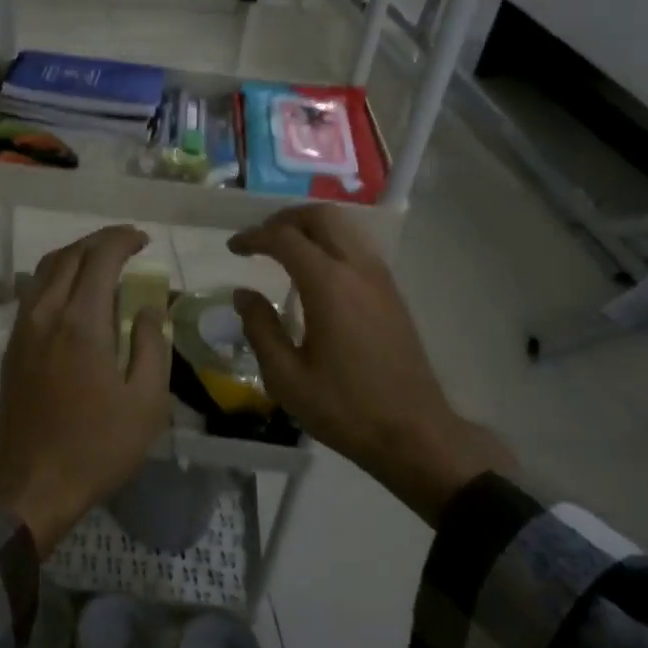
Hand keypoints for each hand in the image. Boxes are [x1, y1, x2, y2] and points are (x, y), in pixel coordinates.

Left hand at [0, 225, 171, 553]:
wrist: (32, 484)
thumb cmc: (97, 447)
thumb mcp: (146, 402)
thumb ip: (150, 345)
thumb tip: (146, 308)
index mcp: (81, 323)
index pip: (100, 258)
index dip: (122, 240)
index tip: (144, 240)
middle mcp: (46, 314)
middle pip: (69, 255)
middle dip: (100, 241)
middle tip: (127, 244)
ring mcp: (23, 329)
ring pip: (45, 270)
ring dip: (75, 255)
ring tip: (102, 262)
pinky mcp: (12, 347)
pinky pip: (33, 292)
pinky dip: (56, 277)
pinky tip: (73, 293)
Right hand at [228, 205, 512, 524]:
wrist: (414, 432)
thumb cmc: (344, 407)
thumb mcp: (286, 377)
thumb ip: (260, 328)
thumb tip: (243, 294)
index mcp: (329, 285)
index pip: (285, 238)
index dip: (254, 237)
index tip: (233, 248)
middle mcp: (357, 269)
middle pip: (321, 216)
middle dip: (284, 218)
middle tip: (259, 239)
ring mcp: (380, 278)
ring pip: (345, 227)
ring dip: (310, 227)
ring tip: (283, 249)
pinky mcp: (391, 292)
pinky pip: (357, 246)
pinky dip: (330, 242)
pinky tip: (315, 271)